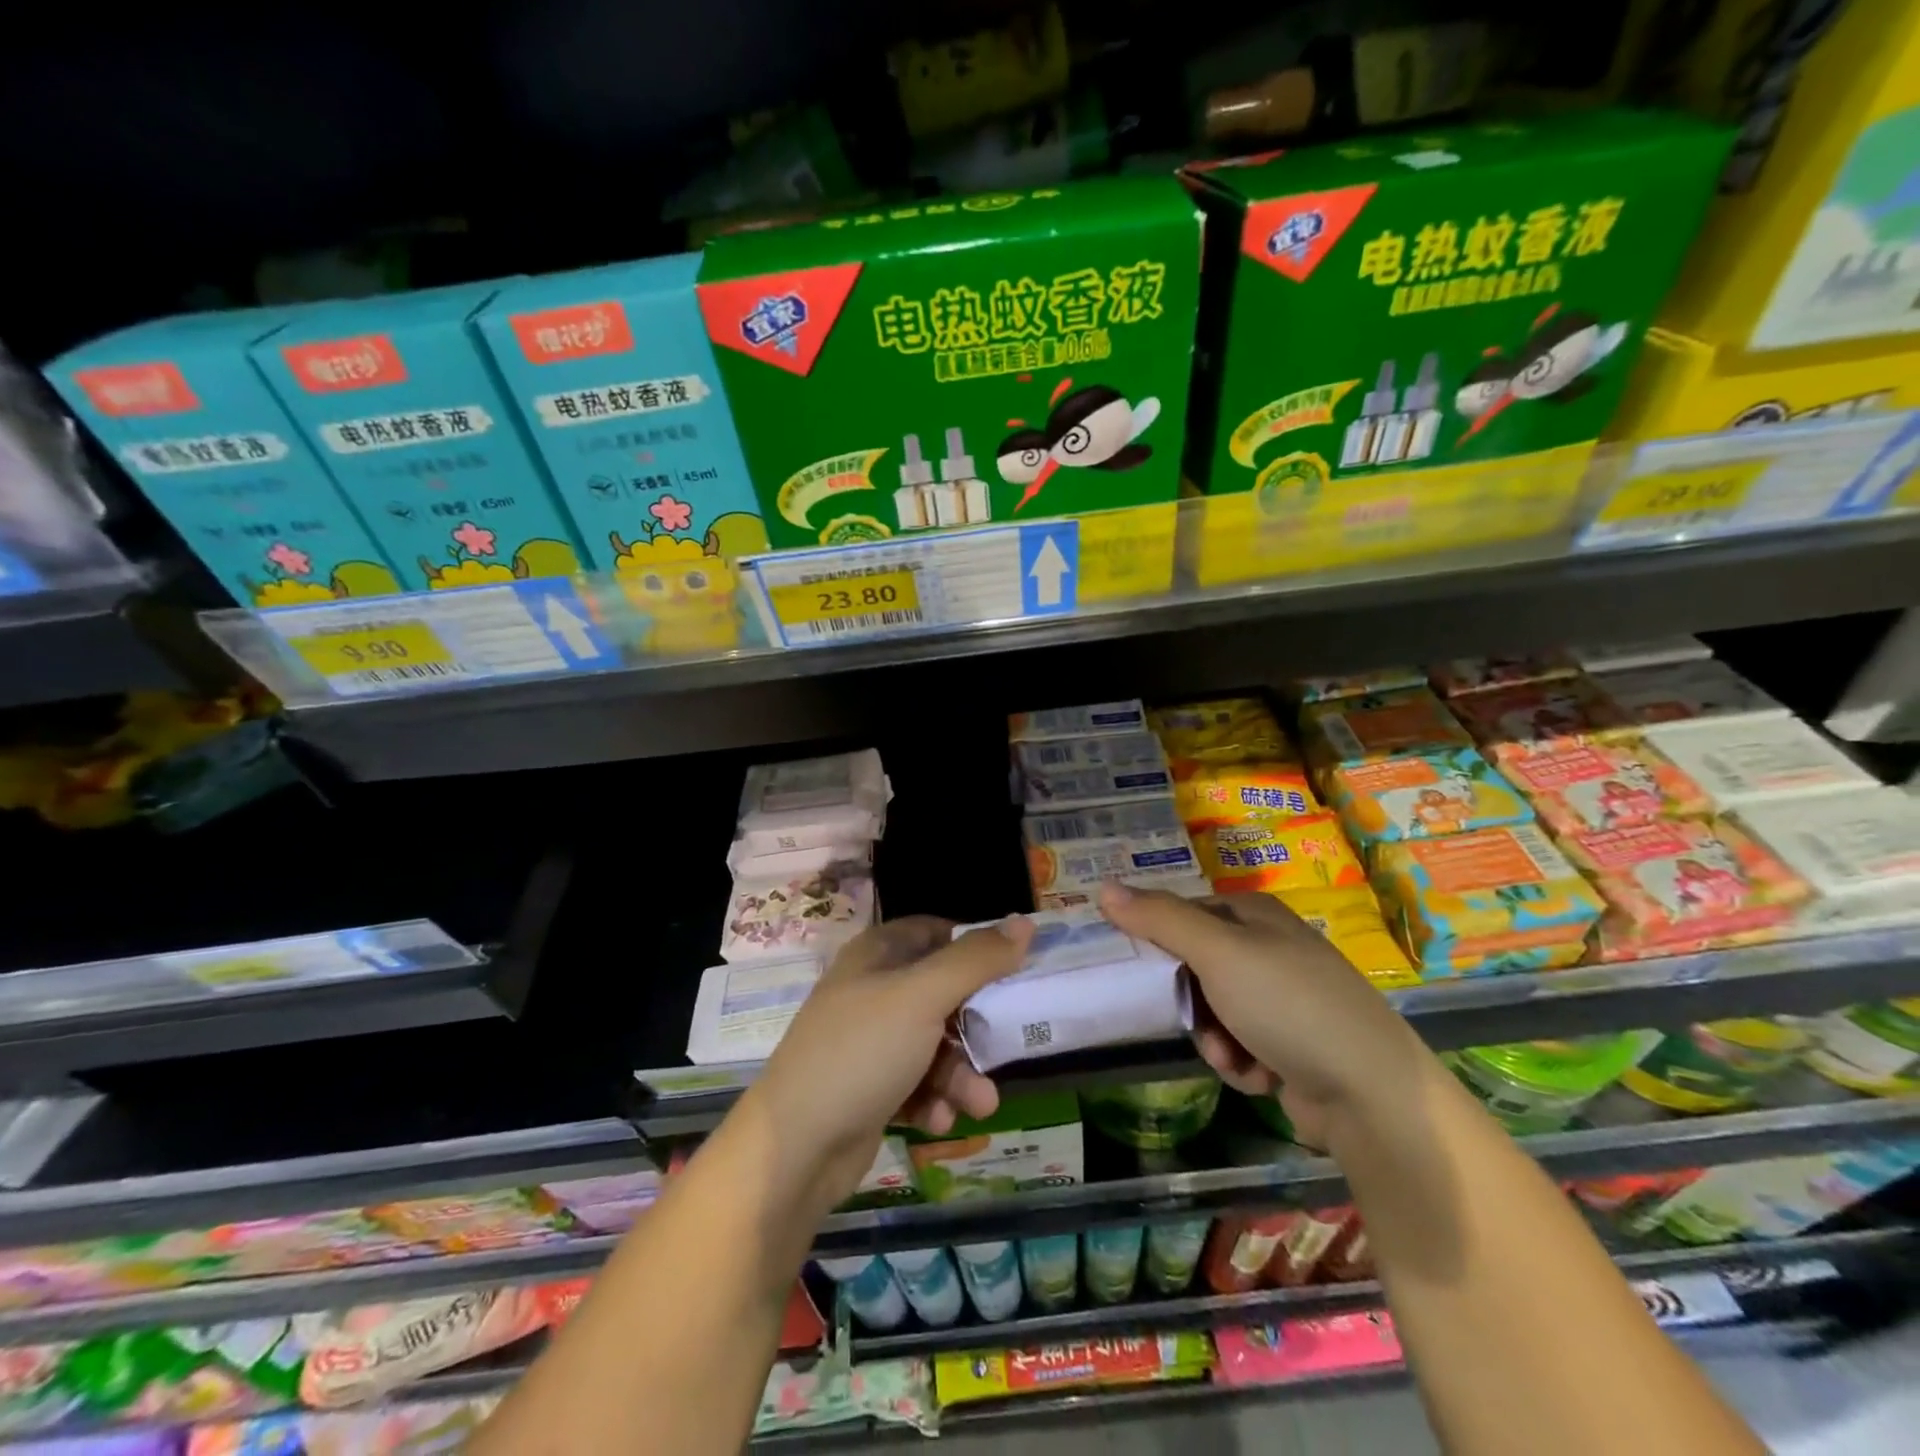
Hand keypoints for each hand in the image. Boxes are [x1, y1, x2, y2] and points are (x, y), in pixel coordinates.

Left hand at [741, 914, 1034, 1212]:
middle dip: (975, 1025)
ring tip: (978, 1105)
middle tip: (1005, 1043)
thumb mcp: (923, 997)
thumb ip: (976, 960)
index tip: (1012, 969)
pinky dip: (933, 1098)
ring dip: (961, 1073)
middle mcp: (873, 989)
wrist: (794, 1149)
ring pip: (935, 1043)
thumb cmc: (861, 1053)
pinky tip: (936, 1121)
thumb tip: (1024, 922)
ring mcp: (870, 1040)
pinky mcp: (871, 1085)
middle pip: (943, 992)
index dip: (975, 946)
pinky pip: (917, 1081)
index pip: (936, 931)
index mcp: (878, 954)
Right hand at [1099, 883, 1424, 1147]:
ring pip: (1213, 1010)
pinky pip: (1240, 1044)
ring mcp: (1285, 998)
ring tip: (1233, 1056)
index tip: (1140, 969)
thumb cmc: (1288, 1006)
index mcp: (1255, 914)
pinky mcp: (1293, 1043)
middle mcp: (1270, 948)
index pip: (1184, 914)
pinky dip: (1240, 1061)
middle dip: (1190, 1001)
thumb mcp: (1217, 953)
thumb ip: (1159, 919)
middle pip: (1196, 966)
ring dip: (1213, 1037)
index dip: (1159, 940)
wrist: (1372, 1095)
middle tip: (1191, 1018)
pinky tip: (1260, 1075)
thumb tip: (1104, 887)